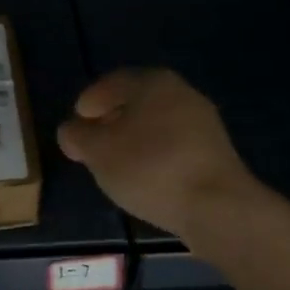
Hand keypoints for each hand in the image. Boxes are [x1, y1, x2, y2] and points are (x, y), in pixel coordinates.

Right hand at [57, 68, 268, 243]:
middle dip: (111, 120)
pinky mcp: (215, 152)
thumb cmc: (149, 168)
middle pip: (136, 101)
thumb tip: (72, 130)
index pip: (112, 83)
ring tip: (114, 164)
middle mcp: (181, 93)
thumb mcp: (97, 152)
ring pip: (156, 123)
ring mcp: (203, 122)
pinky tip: (144, 176)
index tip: (76, 124)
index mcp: (152, 82)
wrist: (216, 206)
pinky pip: (173, 145)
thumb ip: (77, 136)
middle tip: (92, 143)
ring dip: (133, 138)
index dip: (89, 102)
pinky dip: (154, 154)